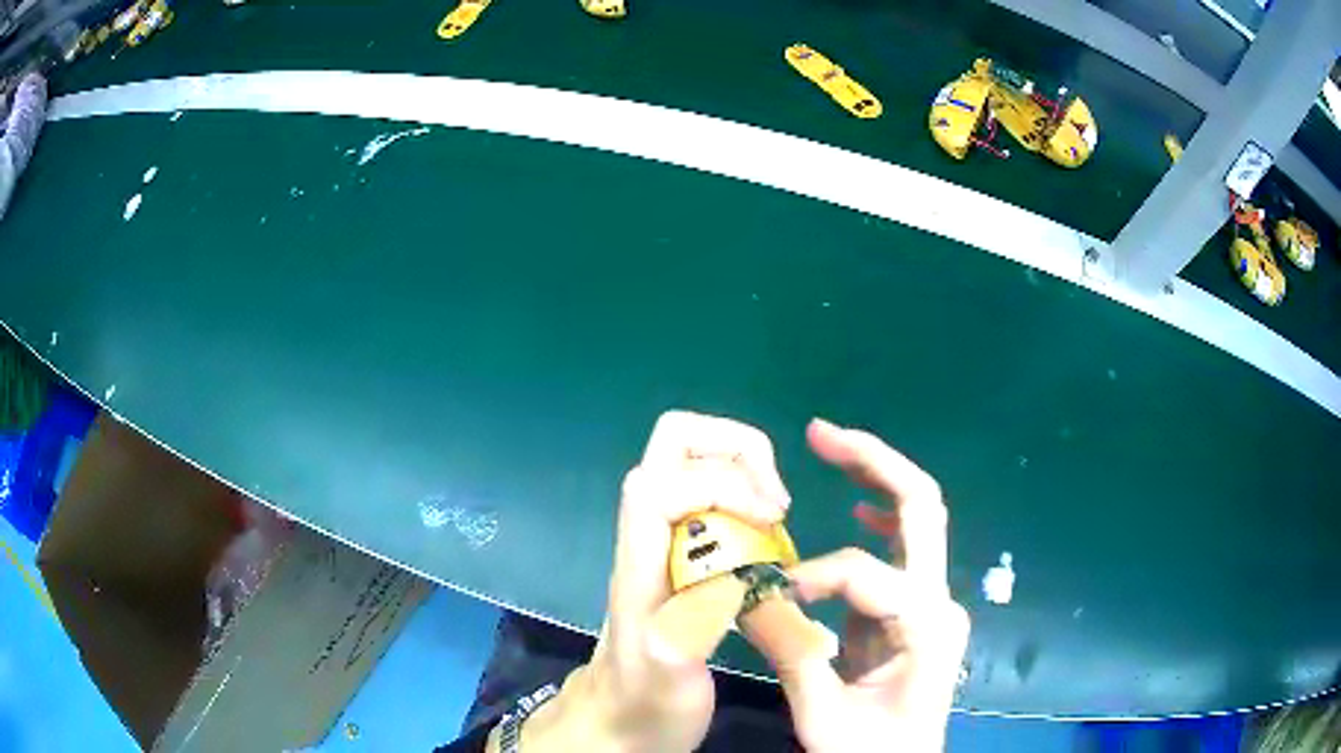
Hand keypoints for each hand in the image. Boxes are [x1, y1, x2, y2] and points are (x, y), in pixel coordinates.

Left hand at [504, 410, 789, 752]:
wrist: (616, 721)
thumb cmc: (643, 704)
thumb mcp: (668, 679)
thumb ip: (690, 628)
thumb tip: (733, 570)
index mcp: (640, 562)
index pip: (661, 482)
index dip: (724, 483)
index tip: (773, 521)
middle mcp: (646, 536)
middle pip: (673, 442)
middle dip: (735, 449)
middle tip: (775, 502)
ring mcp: (661, 540)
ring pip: (692, 460)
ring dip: (744, 469)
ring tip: (776, 517)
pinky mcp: (679, 553)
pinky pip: (709, 493)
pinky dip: (745, 494)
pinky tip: (768, 539)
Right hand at [743, 419, 969, 752]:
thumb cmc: (868, 750)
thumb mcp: (822, 715)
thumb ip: (790, 653)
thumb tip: (748, 596)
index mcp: (926, 627)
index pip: (868, 575)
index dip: (814, 577)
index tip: (774, 598)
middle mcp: (941, 600)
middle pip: (921, 507)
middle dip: (873, 462)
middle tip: (820, 432)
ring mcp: (934, 600)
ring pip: (916, 518)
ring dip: (875, 477)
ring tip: (829, 447)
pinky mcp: (916, 608)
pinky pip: (902, 548)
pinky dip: (879, 517)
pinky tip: (857, 506)